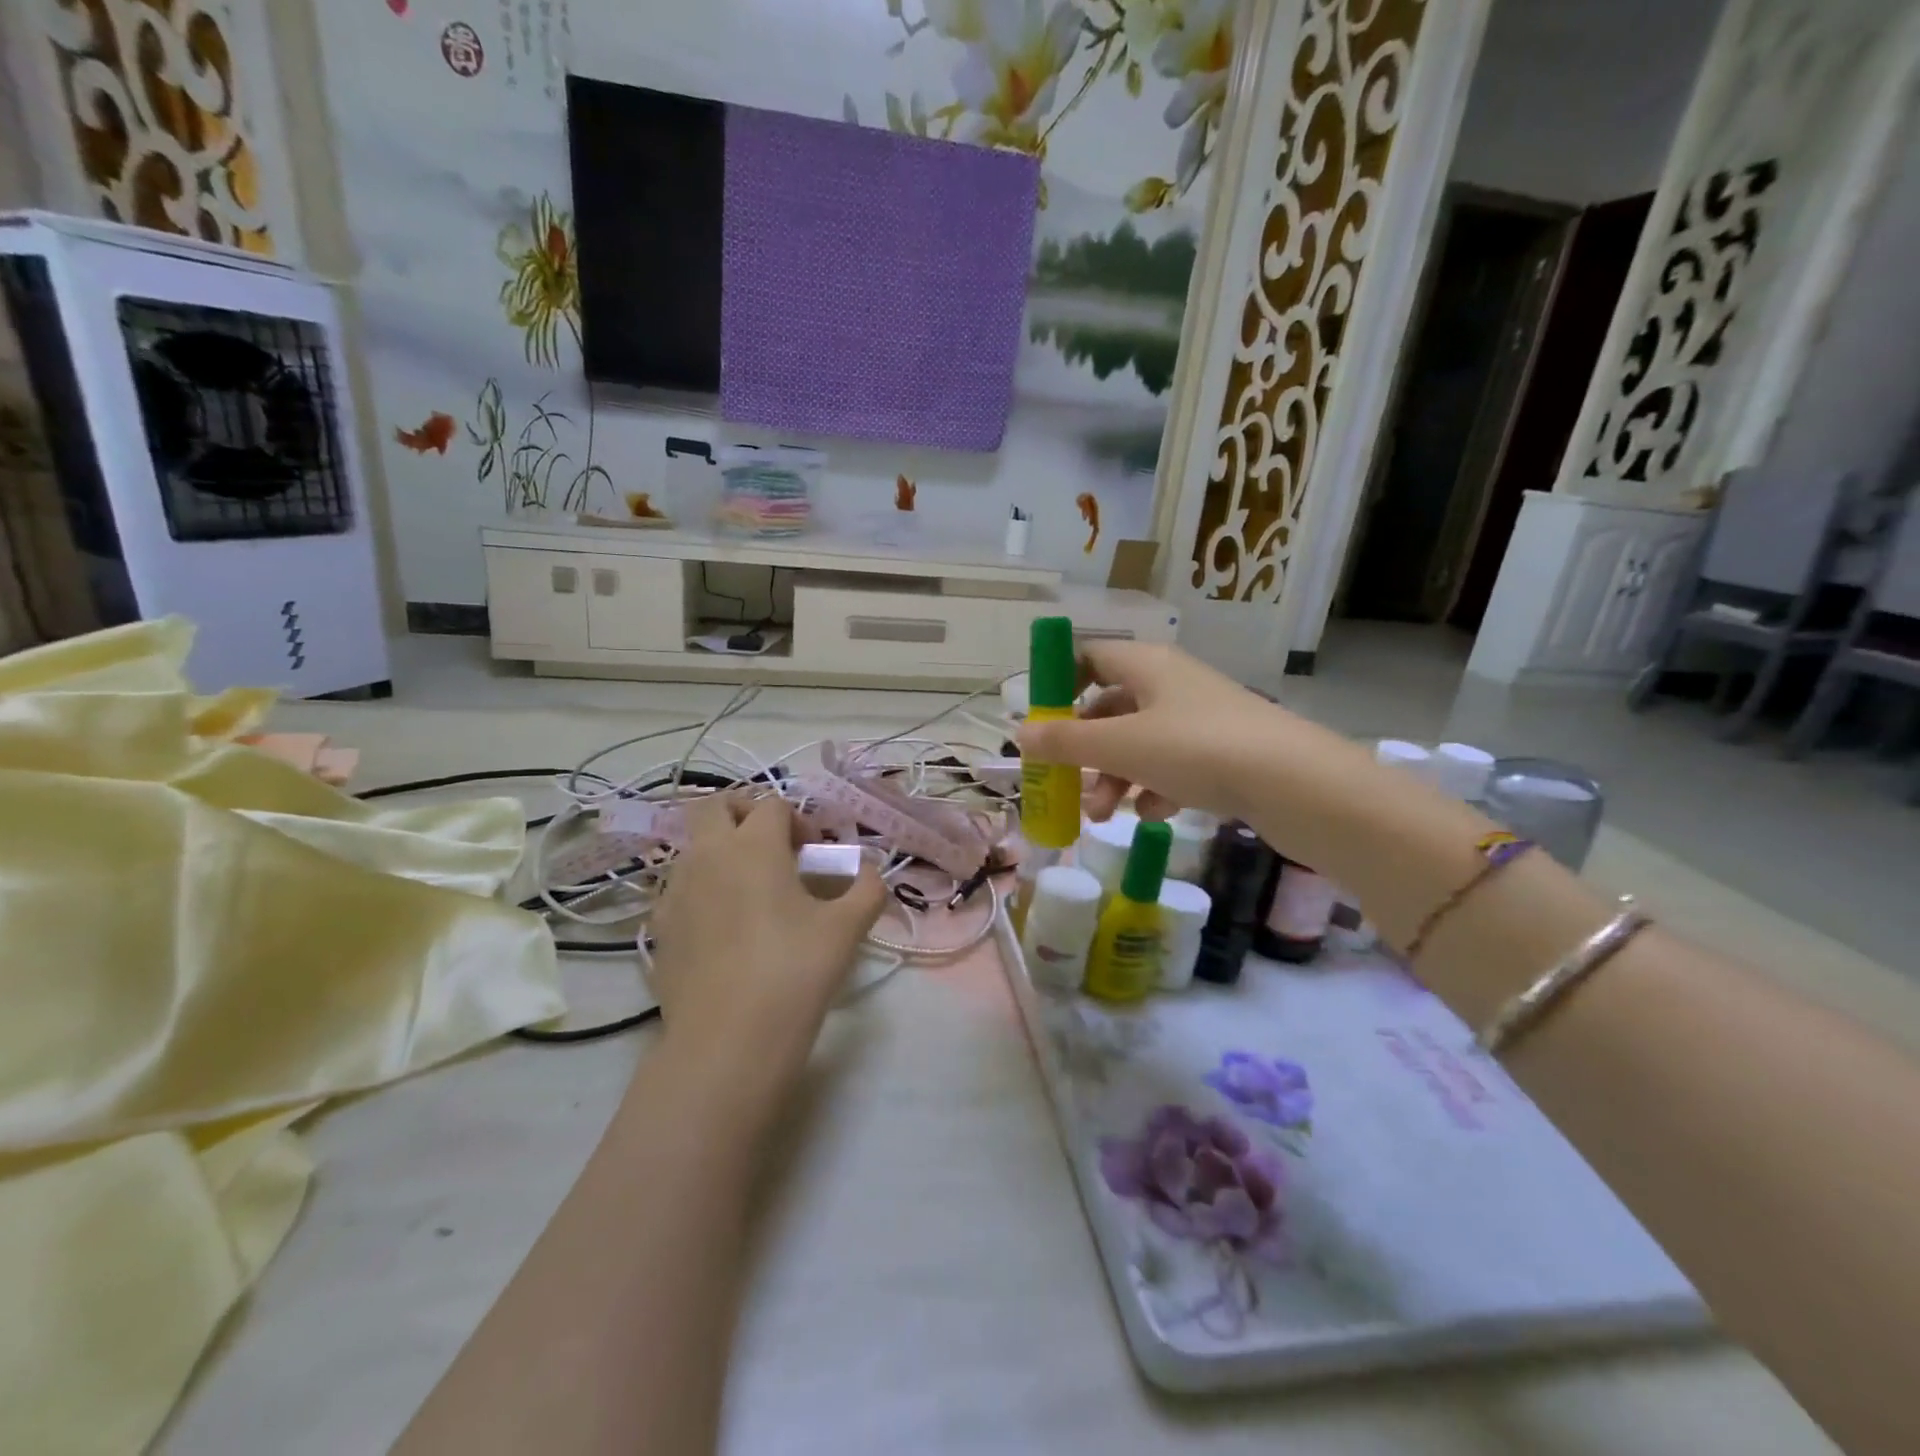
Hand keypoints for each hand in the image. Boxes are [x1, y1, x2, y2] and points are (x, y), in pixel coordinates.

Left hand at [649, 793, 886, 1098]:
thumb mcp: (848, 928)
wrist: (728, 1041)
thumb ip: (867, 888)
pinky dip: (704, 890)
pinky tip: (727, 929)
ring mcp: (676, 891)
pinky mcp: (661, 927)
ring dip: (723, 852)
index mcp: (753, 846)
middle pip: (715, 807)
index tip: (816, 856)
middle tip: (773, 848)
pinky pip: (681, 889)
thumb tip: (867, 871)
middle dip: (745, 814)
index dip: (799, 822)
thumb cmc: (794, 972)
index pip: (773, 806)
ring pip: (694, 847)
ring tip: (753, 893)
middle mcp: (708, 856)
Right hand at [1015, 642, 1295, 823]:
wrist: (1295, 783)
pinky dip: (1154, 787)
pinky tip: (1153, 814)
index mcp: (1146, 664)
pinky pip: (1172, 764)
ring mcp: (1199, 718)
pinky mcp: (1222, 751)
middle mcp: (1171, 683)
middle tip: (1067, 785)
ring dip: (1114, 777)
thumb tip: (1021, 734)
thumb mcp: (1120, 746)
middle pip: (1110, 708)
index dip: (1061, 685)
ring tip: (1102, 817)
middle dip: (1085, 751)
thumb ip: (1065, 743)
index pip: (1090, 657)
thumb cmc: (1196, 749)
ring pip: (1139, 742)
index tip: (1042, 723)